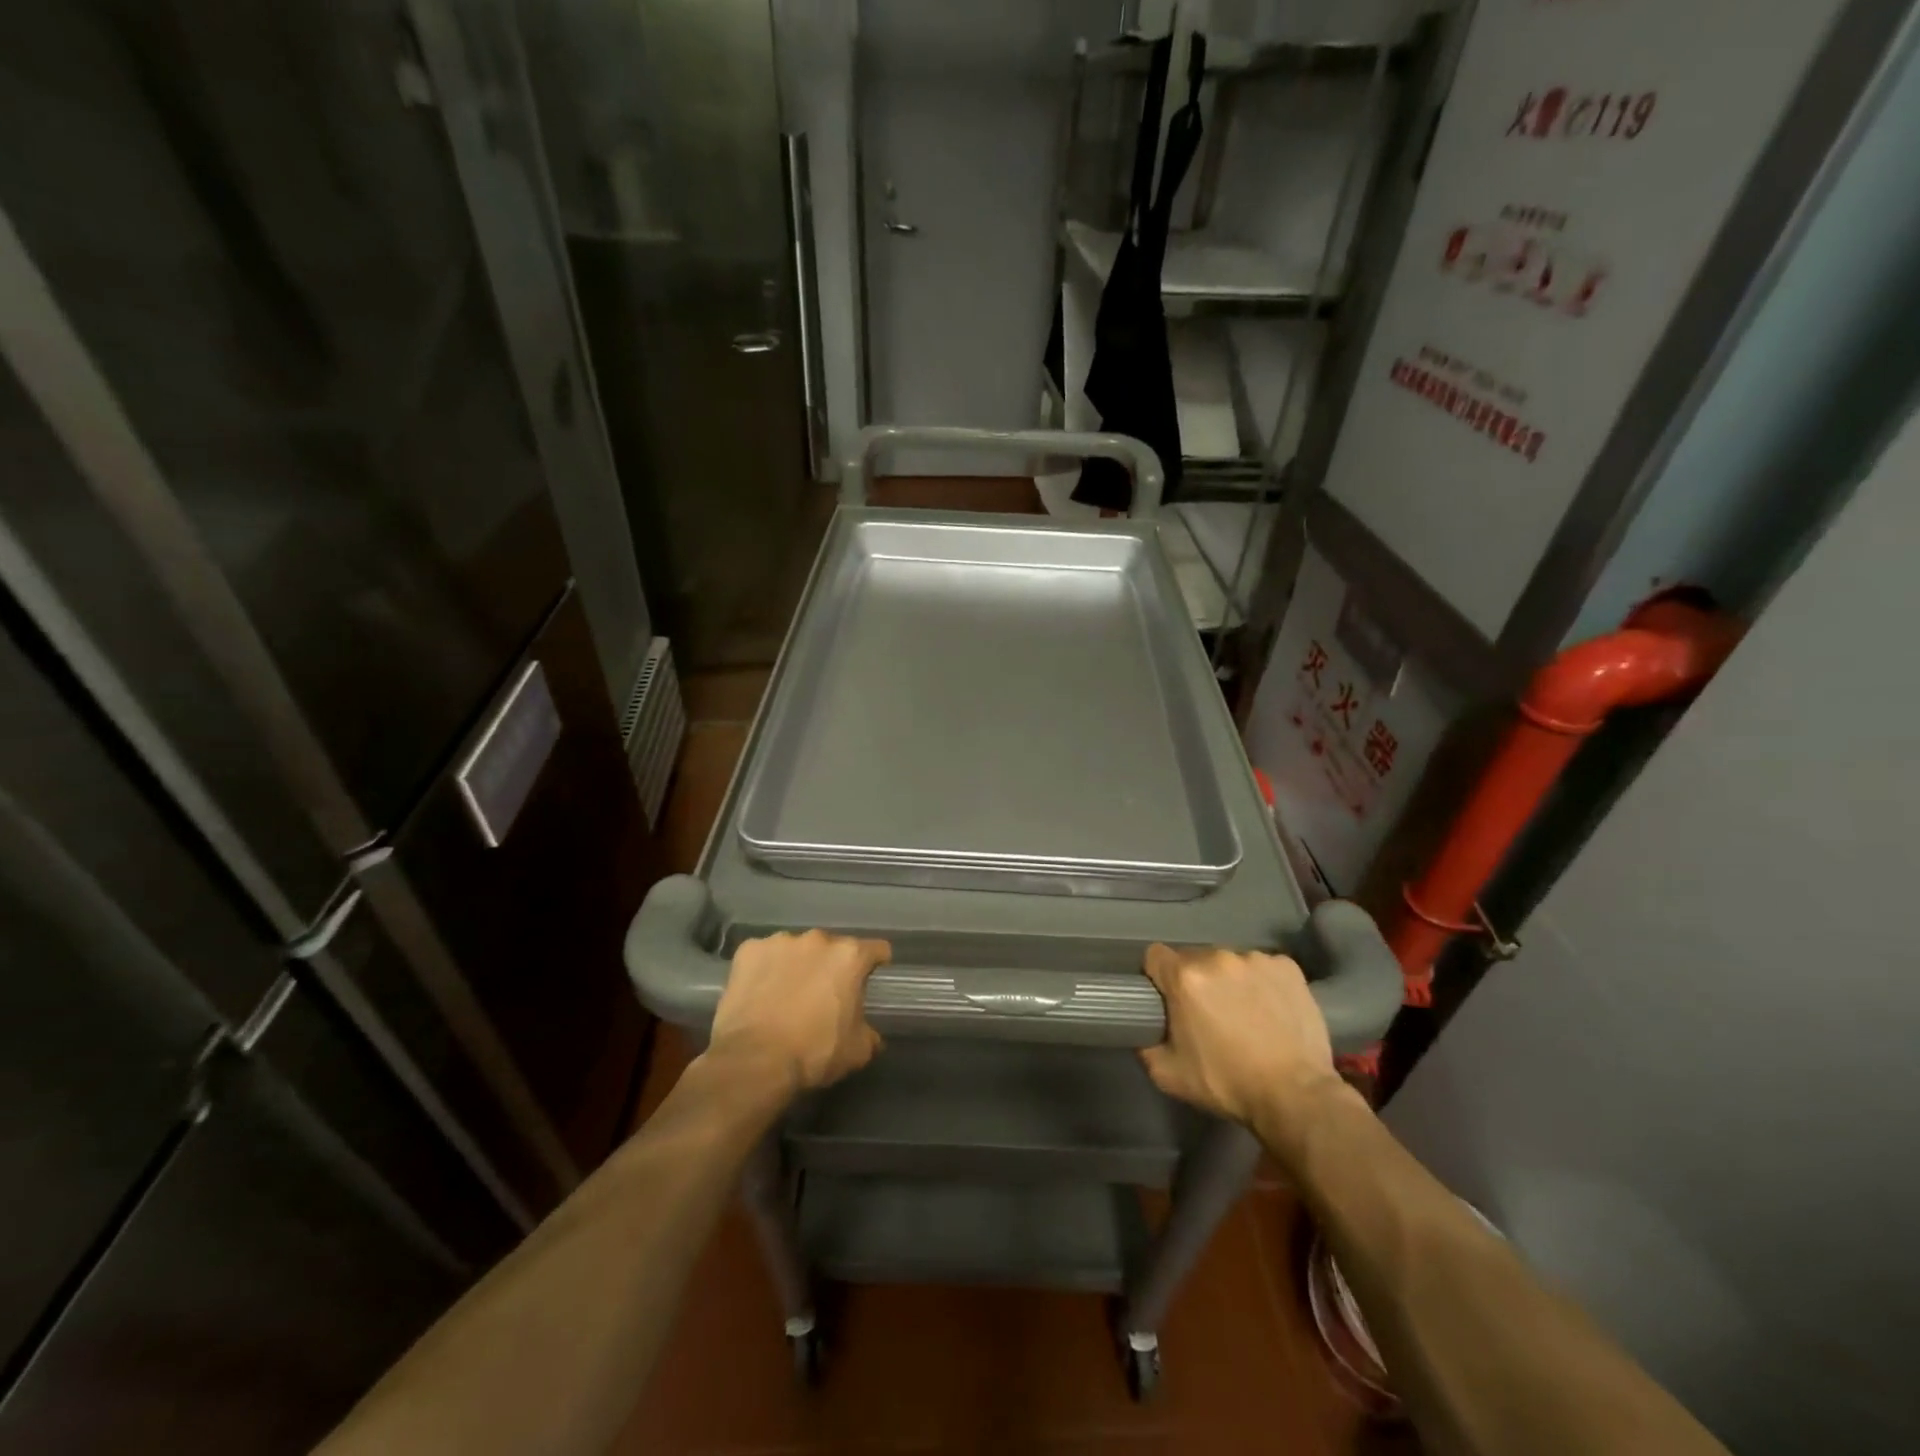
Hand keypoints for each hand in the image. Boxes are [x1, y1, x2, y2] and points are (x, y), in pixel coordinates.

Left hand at [704, 930, 891, 1096]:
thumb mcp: (857, 1051)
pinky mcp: (749, 950)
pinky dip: (765, 969)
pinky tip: (759, 993)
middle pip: (832, 948)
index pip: (876, 949)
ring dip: (797, 965)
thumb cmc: (813, 1053)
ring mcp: (780, 941)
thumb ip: (869, 1033)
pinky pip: (763, 956)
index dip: (876, 964)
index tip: (870, 979)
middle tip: (822, 996)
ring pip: (796, 949)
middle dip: (830, 967)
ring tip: (786, 995)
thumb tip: (871, 1034)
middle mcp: (818, 939)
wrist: (754, 1061)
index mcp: (849, 956)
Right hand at [1140, 944, 1354, 1163]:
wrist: (1296, 1096)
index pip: (1155, 956)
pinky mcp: (1288, 967)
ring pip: (1229, 963)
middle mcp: (1217, 958)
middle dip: (1196, 982)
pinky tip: (1271, 1010)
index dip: (1157, 977)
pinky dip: (1262, 983)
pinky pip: (1263, 968)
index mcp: (1185, 977)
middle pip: (1194, 959)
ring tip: (1246, 1016)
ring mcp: (1256, 959)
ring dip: (1230, 982)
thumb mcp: (1168, 1074)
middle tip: (1209, 1015)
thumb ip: (1146, 1044)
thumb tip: (1144, 1029)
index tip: (1168, 1000)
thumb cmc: (1227, 1084)